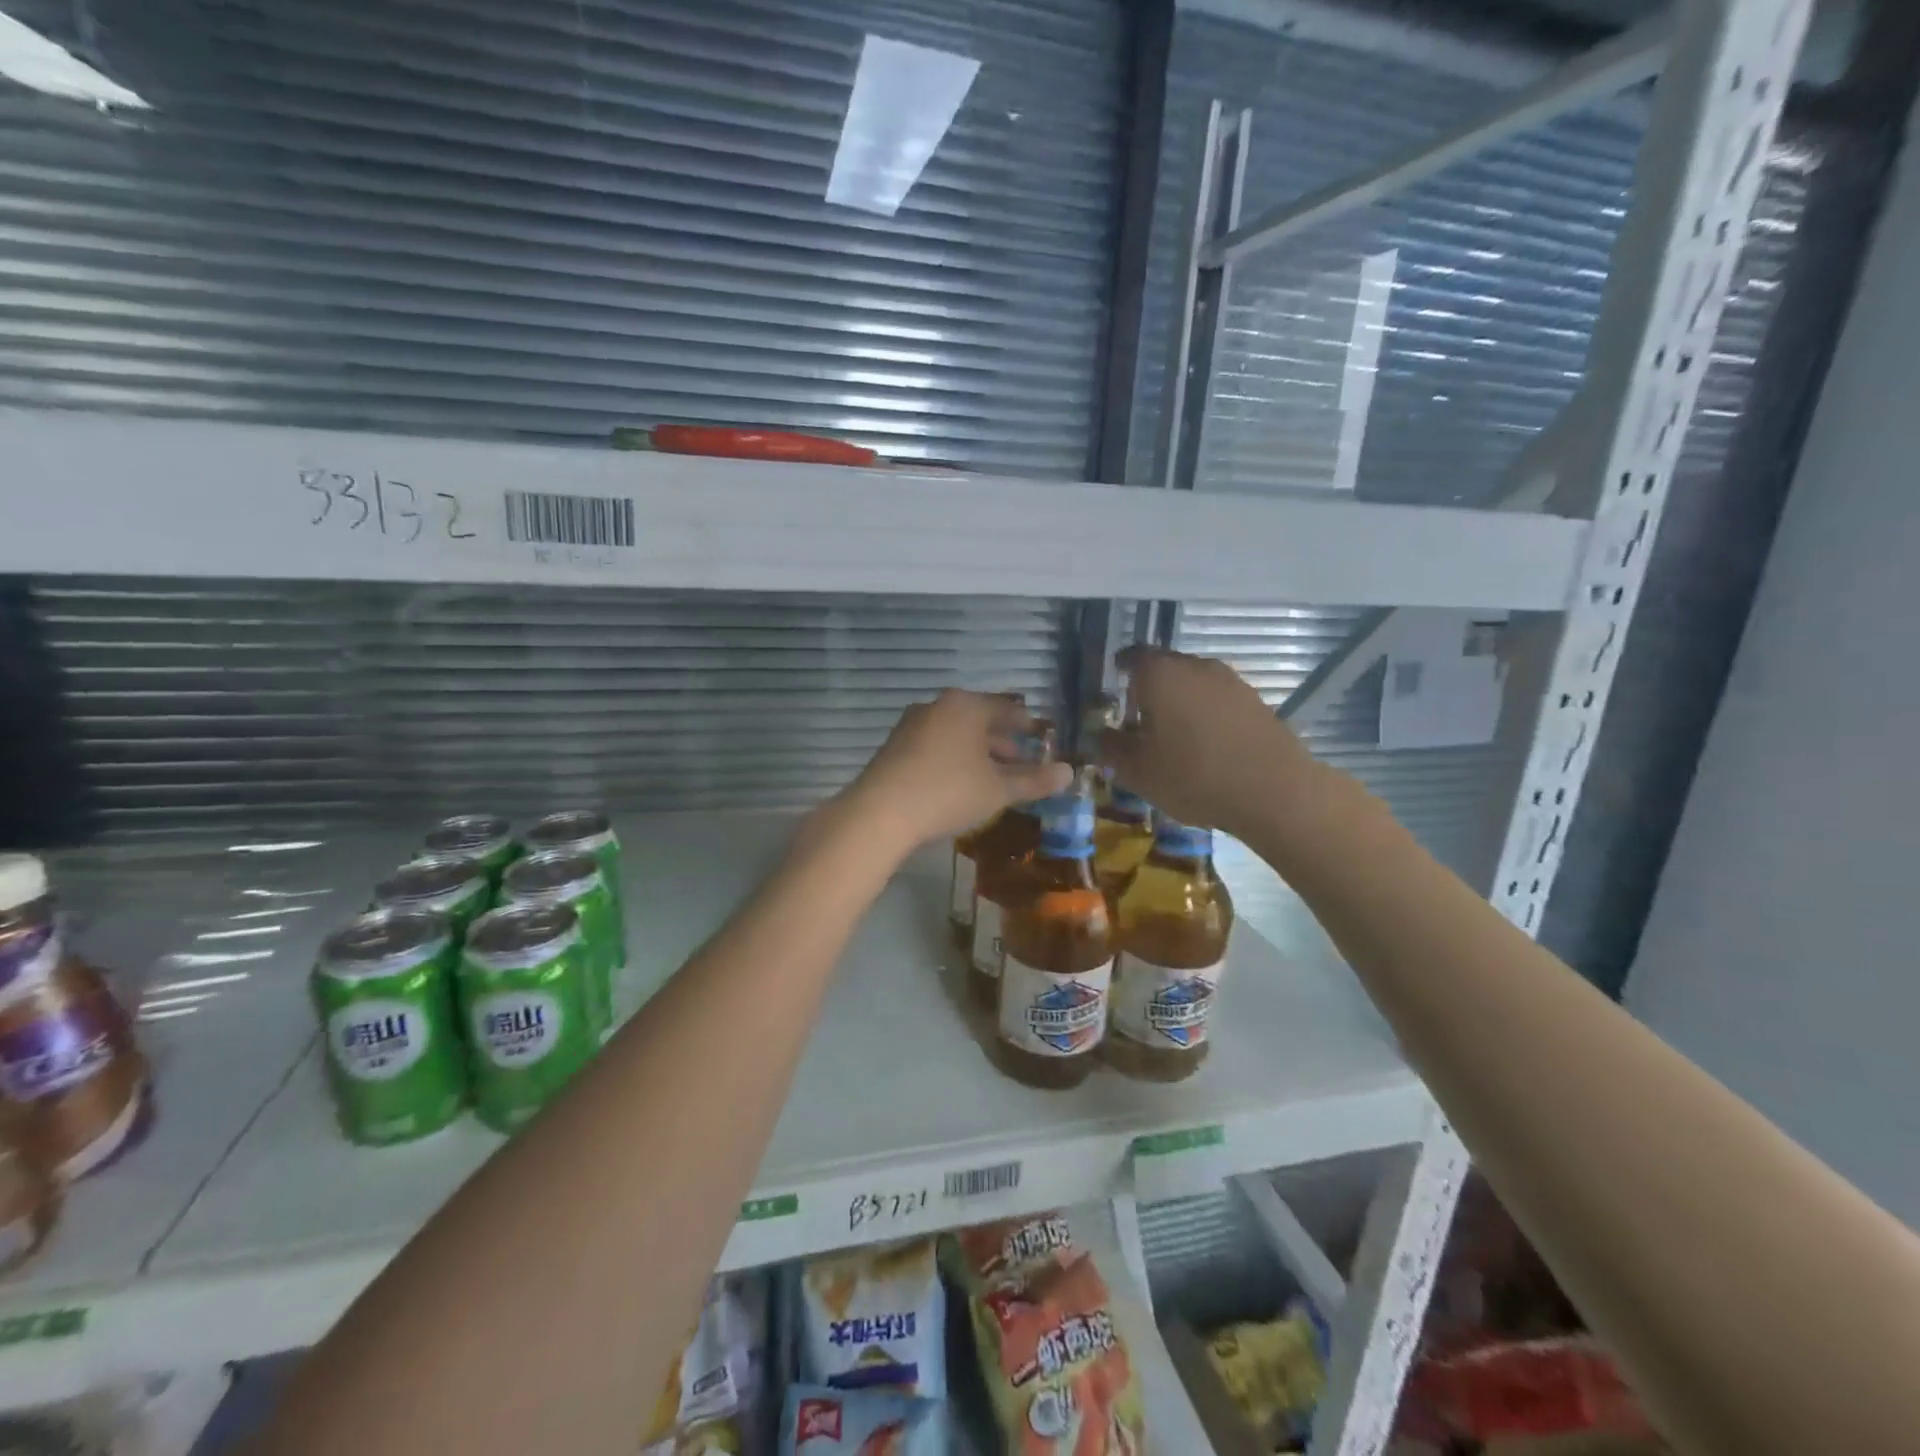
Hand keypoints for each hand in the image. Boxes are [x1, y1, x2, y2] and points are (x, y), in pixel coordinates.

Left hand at [839, 690, 1071, 853]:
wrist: (880, 812)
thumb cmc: (949, 792)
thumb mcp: (998, 789)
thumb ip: (1034, 780)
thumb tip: (1069, 773)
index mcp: (967, 706)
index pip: (1007, 708)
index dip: (1028, 725)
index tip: (1042, 738)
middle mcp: (938, 705)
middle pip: (980, 719)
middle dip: (1002, 741)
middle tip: (1022, 761)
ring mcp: (912, 724)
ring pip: (956, 733)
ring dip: (978, 751)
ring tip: (993, 775)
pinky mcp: (895, 745)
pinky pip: (936, 744)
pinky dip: (954, 757)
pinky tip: (960, 782)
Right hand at [1098, 646, 1322, 839]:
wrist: (1273, 791)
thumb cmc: (1192, 775)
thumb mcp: (1137, 770)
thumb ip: (1110, 747)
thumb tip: (1100, 734)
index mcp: (1160, 673)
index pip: (1131, 656)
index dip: (1119, 671)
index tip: (1112, 690)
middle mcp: (1196, 666)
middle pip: (1164, 667)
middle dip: (1149, 689)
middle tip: (1138, 720)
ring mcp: (1231, 681)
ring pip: (1193, 683)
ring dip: (1180, 702)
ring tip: (1172, 736)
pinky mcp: (1255, 701)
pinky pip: (1218, 700)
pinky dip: (1206, 715)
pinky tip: (1206, 746)